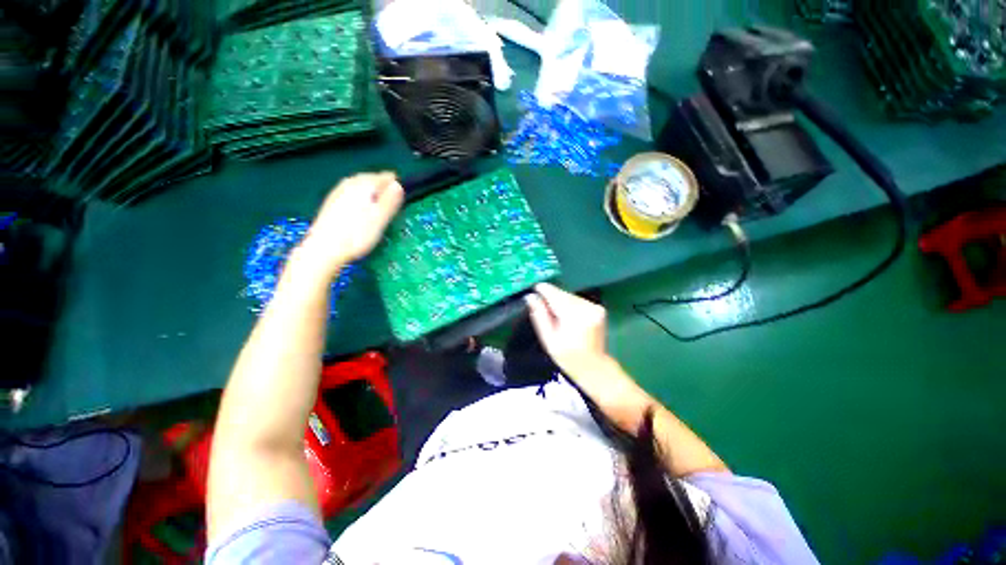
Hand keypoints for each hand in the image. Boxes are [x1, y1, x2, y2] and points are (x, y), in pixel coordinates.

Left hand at [299, 172, 403, 275]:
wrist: (324, 249)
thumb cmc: (357, 235)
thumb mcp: (381, 218)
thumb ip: (390, 200)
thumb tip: (398, 184)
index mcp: (364, 184)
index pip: (387, 177)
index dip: (396, 189)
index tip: (399, 204)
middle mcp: (350, 182)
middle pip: (373, 179)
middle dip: (383, 191)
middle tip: (389, 210)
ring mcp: (338, 191)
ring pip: (361, 187)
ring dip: (372, 196)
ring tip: (377, 213)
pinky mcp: (332, 202)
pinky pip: (352, 194)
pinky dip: (360, 201)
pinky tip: (360, 215)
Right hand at [526, 283, 612, 378]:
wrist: (594, 367)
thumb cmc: (568, 357)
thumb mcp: (548, 339)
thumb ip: (539, 316)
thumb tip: (530, 297)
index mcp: (574, 317)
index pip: (555, 295)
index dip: (543, 290)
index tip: (534, 290)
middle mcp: (587, 308)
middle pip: (563, 294)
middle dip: (551, 298)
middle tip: (542, 308)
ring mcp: (595, 307)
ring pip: (570, 296)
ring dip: (560, 301)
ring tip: (556, 316)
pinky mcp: (599, 308)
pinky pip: (578, 300)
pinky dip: (570, 305)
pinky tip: (568, 317)